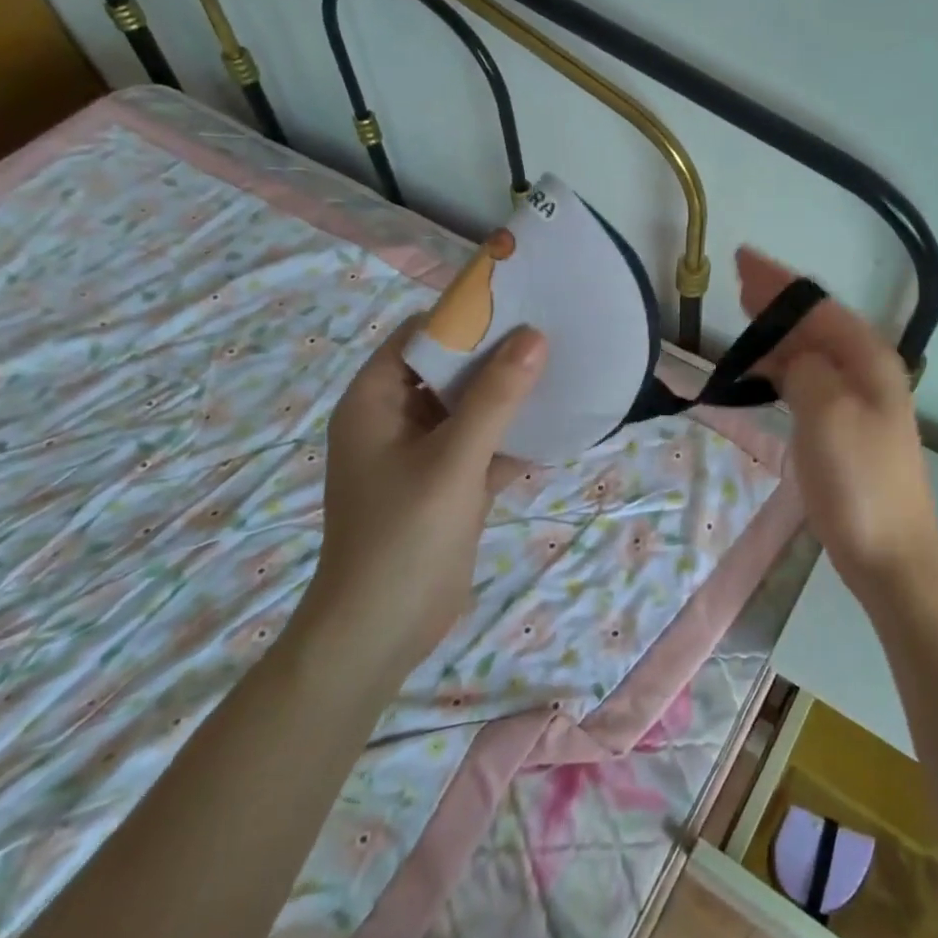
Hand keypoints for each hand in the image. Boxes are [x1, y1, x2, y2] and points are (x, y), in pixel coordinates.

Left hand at [301, 314, 546, 673]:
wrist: (381, 633)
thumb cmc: (403, 535)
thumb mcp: (453, 460)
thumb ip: (495, 397)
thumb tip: (534, 336)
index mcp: (375, 401)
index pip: (418, 336)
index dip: (463, 317)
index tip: (516, 303)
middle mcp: (395, 420)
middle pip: (448, 369)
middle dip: (495, 354)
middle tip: (550, 332)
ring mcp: (423, 454)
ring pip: (470, 408)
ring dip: (509, 395)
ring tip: (561, 367)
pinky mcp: (447, 485)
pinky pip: (483, 445)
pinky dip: (513, 436)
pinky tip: (557, 425)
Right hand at [737, 248, 937, 605]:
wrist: (889, 552)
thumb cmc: (859, 480)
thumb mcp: (829, 414)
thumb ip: (808, 370)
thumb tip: (793, 356)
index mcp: (868, 360)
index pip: (817, 306)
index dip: (779, 282)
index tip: (743, 259)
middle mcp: (866, 372)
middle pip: (816, 323)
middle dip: (778, 299)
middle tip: (739, 278)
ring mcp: (855, 401)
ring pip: (811, 350)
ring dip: (778, 331)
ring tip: (744, 314)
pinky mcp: (841, 427)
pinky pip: (807, 379)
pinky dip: (782, 365)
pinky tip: (762, 367)